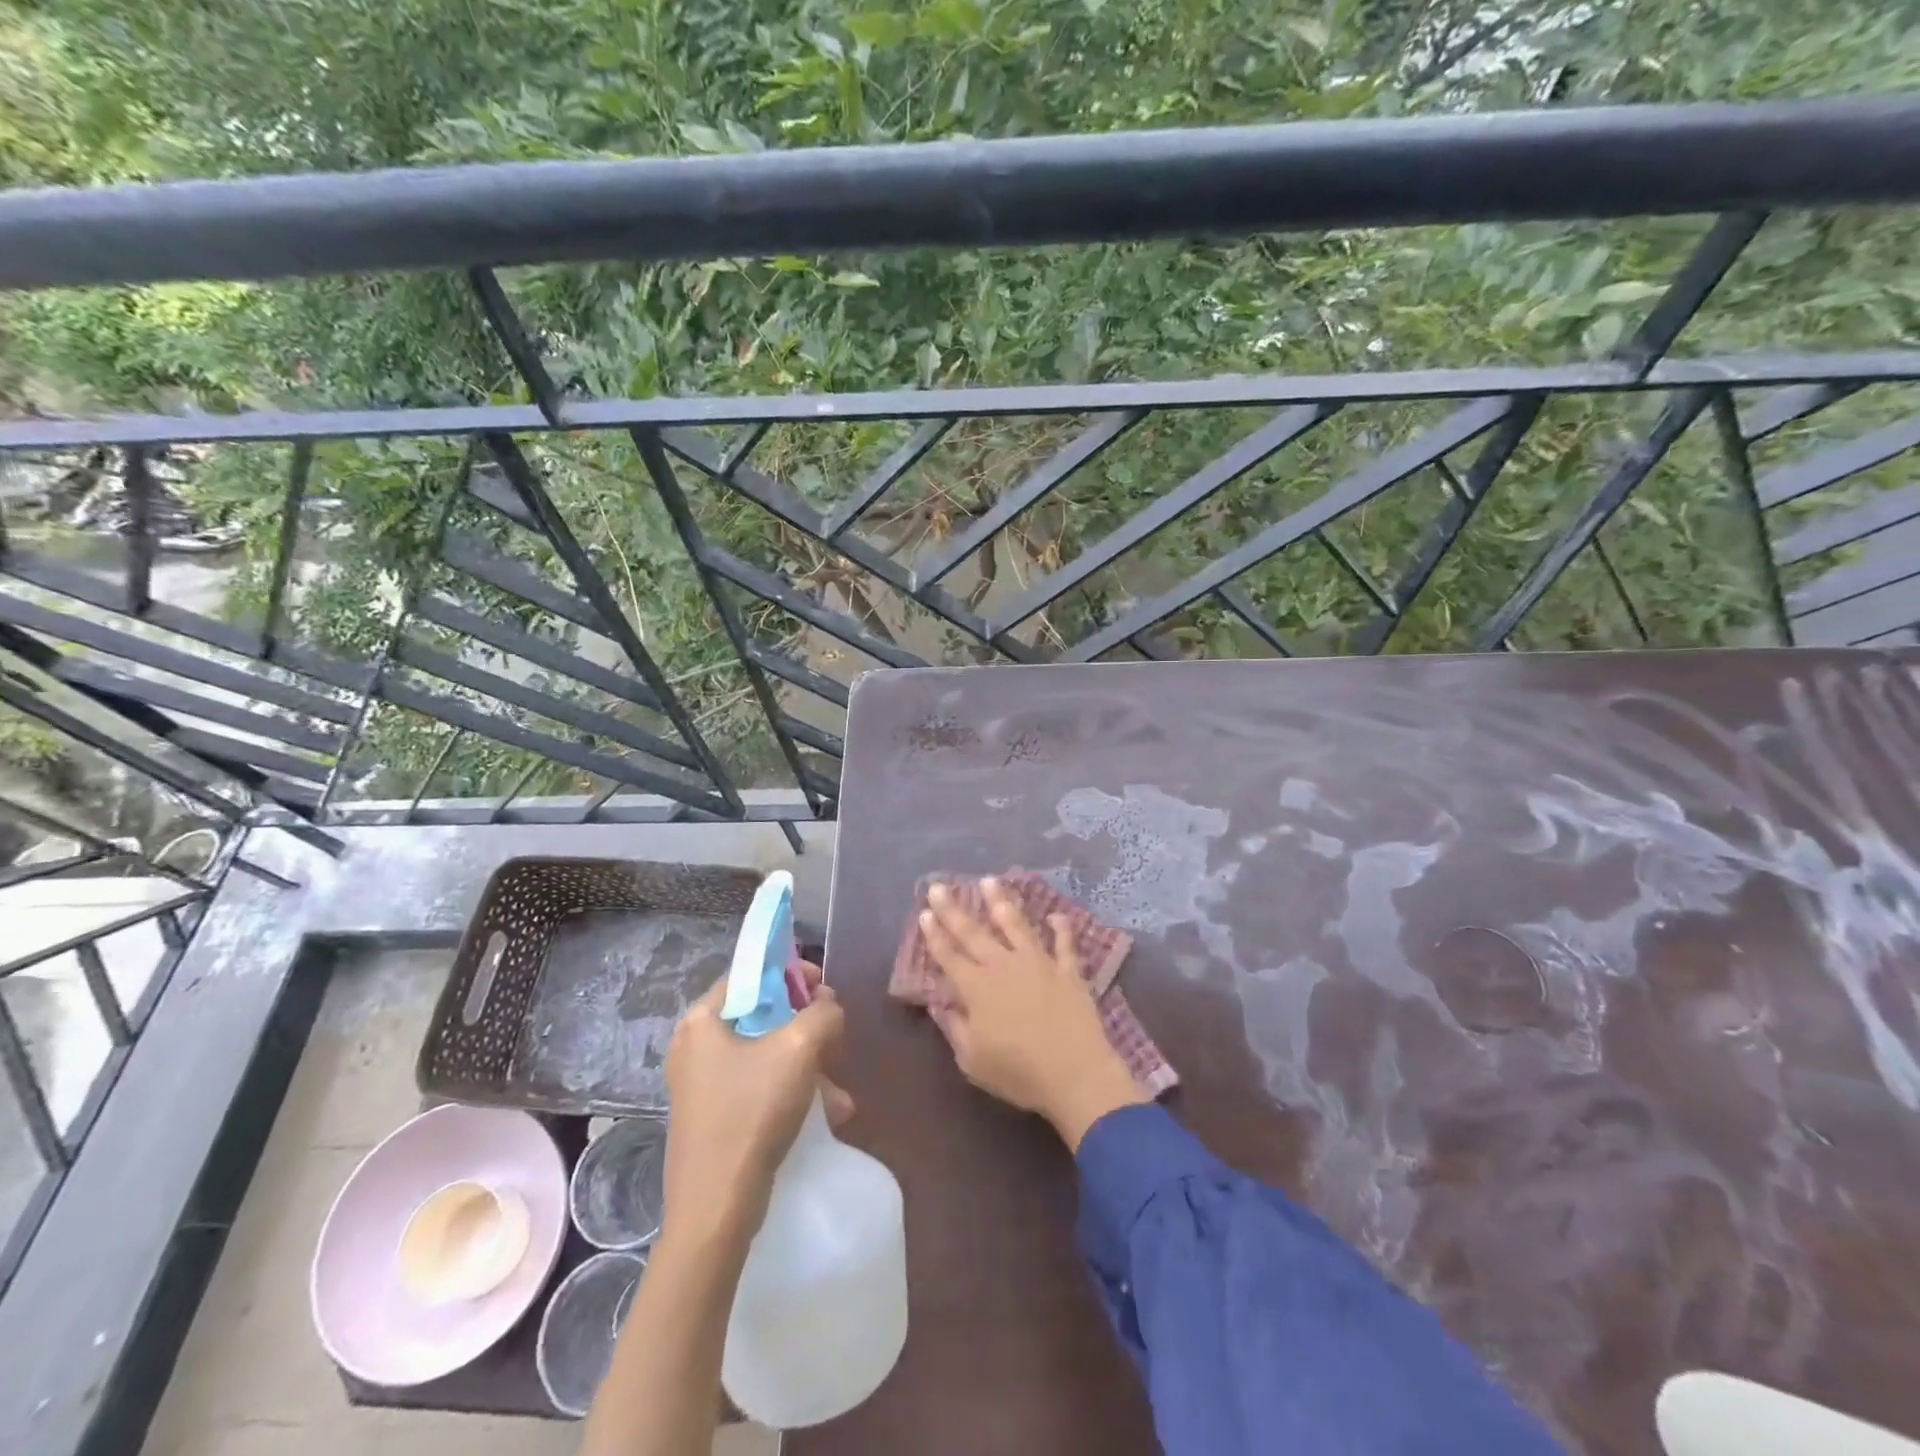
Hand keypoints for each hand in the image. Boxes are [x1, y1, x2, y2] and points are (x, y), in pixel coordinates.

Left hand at [661, 960, 850, 1246]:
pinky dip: (793, 1092)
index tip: (824, 989)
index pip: (750, 973)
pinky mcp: (715, 1116)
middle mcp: (696, 1045)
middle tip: (835, 1039)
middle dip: (807, 1026)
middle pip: (763, 1014)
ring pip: (767, 1054)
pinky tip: (827, 1113)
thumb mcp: (800, 1048)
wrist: (717, 1209)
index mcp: (702, 1020)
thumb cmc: (752, 1113)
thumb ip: (823, 1013)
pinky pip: (761, 1086)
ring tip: (838, 1093)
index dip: (791, 973)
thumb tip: (828, 1009)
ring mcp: (703, 1084)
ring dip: (808, 1065)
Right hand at [921, 879, 1147, 1149]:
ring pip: (1016, 925)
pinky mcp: (1068, 971)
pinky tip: (1057, 915)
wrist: (1075, 1074)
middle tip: (939, 886)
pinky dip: (1061, 929)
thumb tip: (940, 1004)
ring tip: (990, 880)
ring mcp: (1038, 963)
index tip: (925, 911)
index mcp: (976, 988)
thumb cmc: (1018, 1072)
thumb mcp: (972, 1059)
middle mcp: (1004, 966)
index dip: (935, 934)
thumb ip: (954, 1027)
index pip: (949, 956)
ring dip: (1001, 902)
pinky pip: (1064, 945)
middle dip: (953, 909)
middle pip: (974, 933)